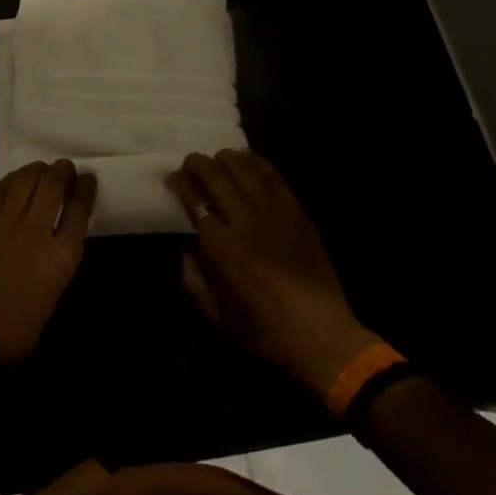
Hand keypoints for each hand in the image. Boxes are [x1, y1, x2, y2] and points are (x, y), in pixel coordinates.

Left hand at [0, 160, 95, 364]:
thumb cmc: (23, 326)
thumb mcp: (57, 289)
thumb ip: (61, 254)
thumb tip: (61, 228)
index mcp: (61, 255)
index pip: (79, 208)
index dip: (85, 188)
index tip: (87, 178)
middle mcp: (36, 231)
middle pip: (52, 186)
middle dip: (62, 171)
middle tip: (65, 167)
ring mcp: (6, 224)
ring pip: (25, 181)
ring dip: (37, 170)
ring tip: (42, 168)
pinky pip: (0, 191)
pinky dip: (12, 180)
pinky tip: (17, 179)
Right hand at [168, 150, 379, 398]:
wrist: (323, 335)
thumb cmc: (266, 332)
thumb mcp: (217, 318)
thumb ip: (194, 283)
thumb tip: (186, 254)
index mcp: (221, 247)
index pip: (194, 200)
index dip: (180, 183)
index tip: (172, 178)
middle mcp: (245, 220)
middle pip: (216, 176)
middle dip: (197, 163)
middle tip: (189, 163)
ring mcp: (274, 212)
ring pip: (245, 168)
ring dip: (226, 159)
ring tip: (218, 160)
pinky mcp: (297, 212)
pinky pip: (274, 176)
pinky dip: (258, 163)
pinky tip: (250, 164)